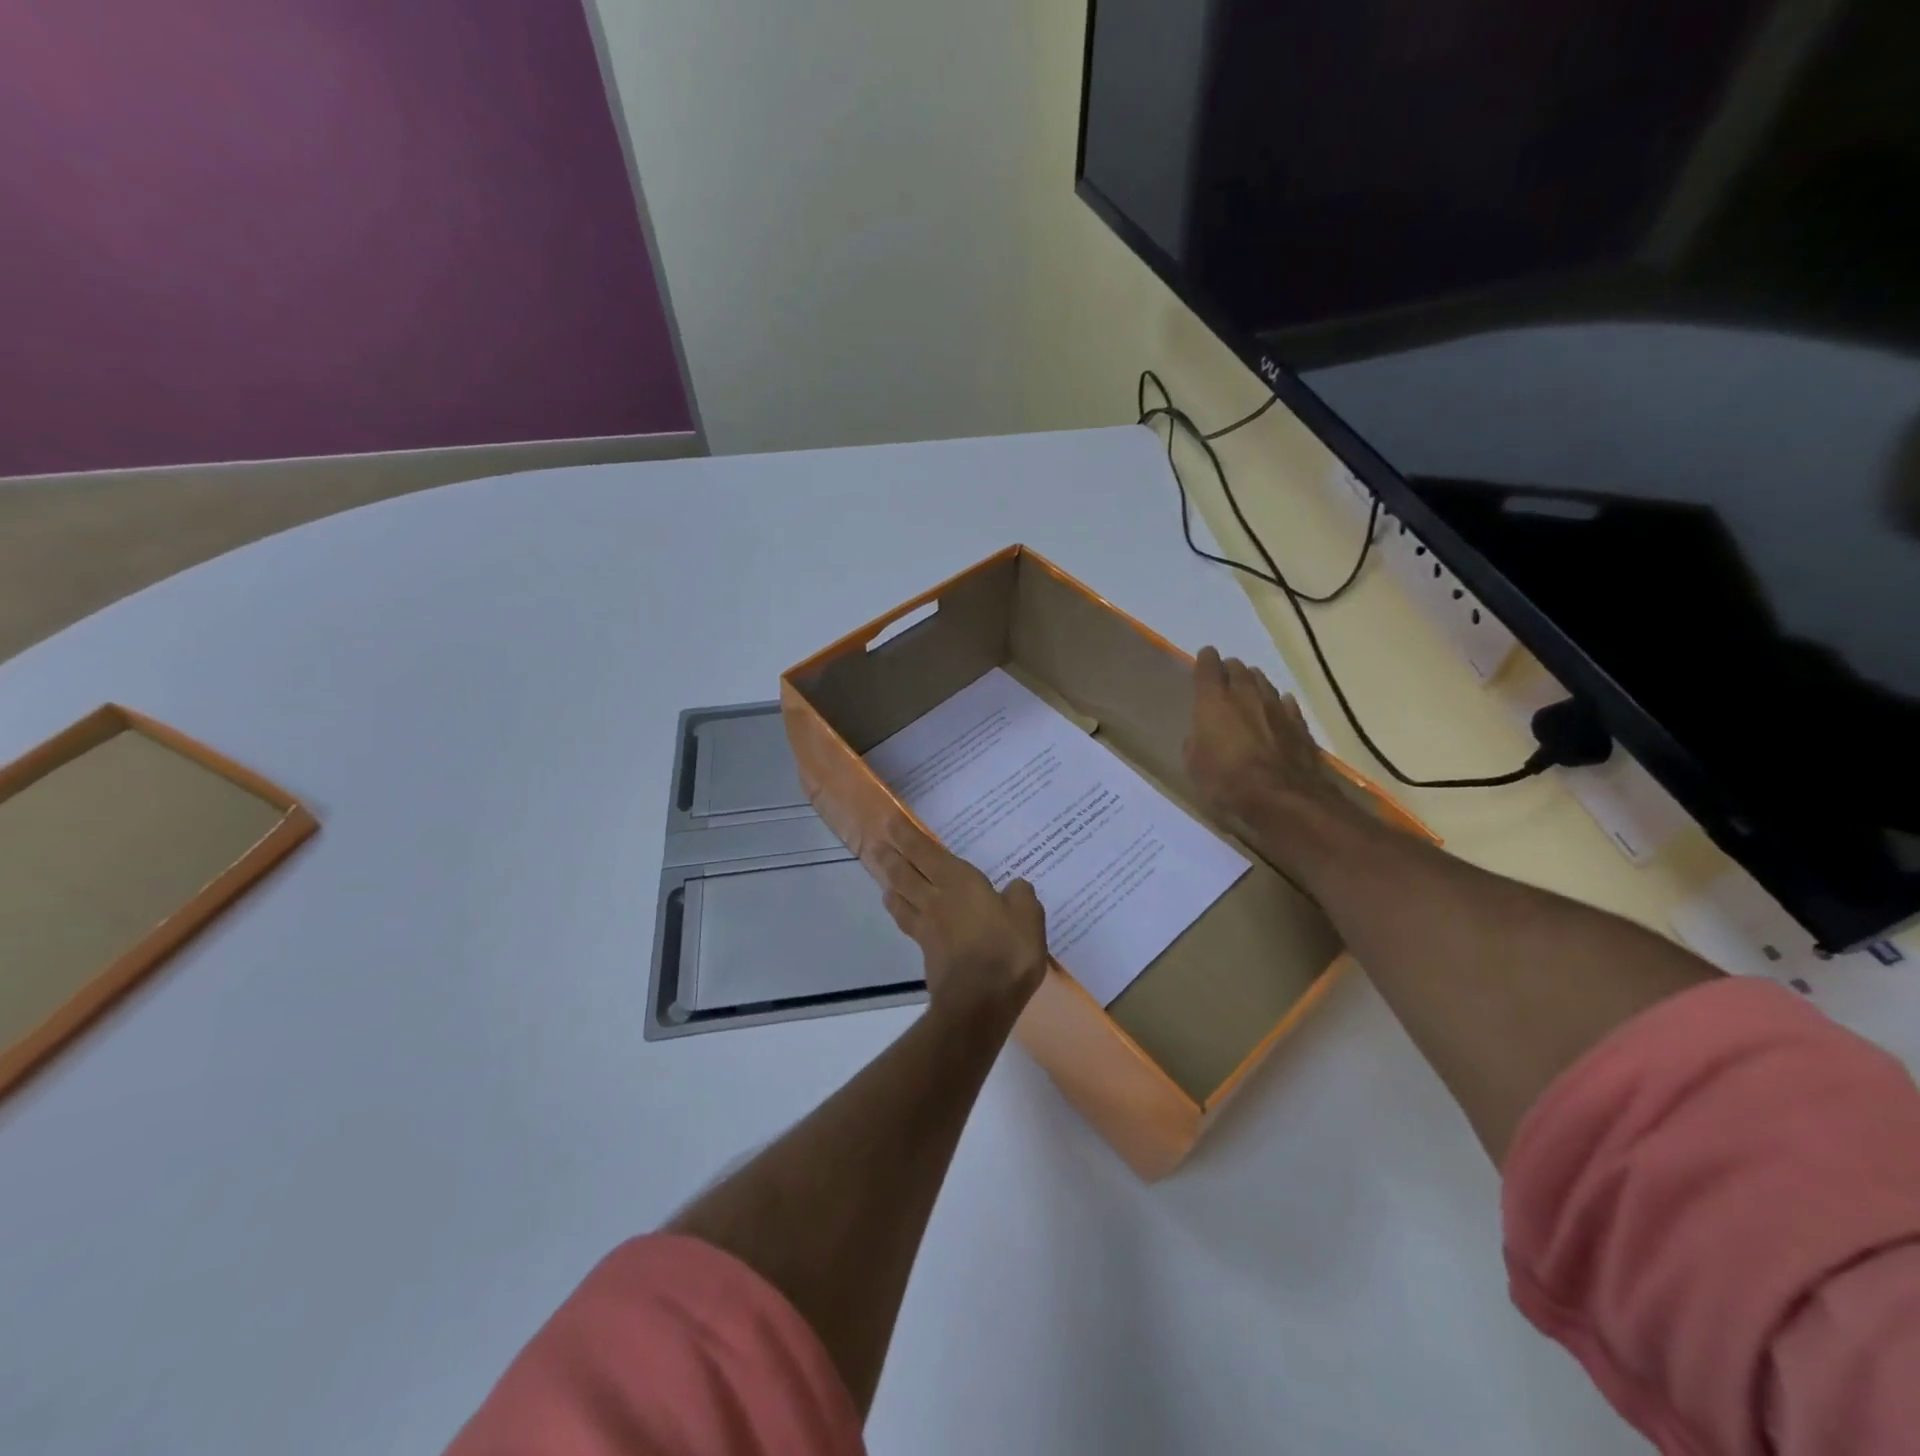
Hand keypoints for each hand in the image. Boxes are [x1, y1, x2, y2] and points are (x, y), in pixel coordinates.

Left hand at [870, 828, 1048, 1028]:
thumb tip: (1014, 888)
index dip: (905, 836)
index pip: (924, 852)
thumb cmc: (1006, 950)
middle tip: (876, 844)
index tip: (890, 822)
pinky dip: (901, 912)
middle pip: (903, 873)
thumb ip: (1020, 896)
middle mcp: (936, 899)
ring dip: (889, 884)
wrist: (980, 1002)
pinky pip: (908, 923)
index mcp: (957, 882)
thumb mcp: (1028, 916)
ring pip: (900, 898)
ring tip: (884, 878)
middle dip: (889, 857)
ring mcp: (927, 927)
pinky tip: (904, 914)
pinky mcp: (926, 952)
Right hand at [1184, 645, 1353, 833]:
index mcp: (1213, 700)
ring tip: (1249, 690)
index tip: (1204, 659)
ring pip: (1263, 682)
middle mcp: (1245, 694)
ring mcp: (1276, 706)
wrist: (1280, 796)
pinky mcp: (1298, 723)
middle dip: (1230, 670)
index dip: (1205, 660)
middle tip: (1224, 679)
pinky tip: (1279, 706)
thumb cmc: (1226, 780)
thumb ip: (1196, 741)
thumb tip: (1201, 735)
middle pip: (1238, 669)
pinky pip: (1287, 703)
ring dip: (1254, 682)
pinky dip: (1279, 703)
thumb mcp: (1194, 764)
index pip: (1208, 665)